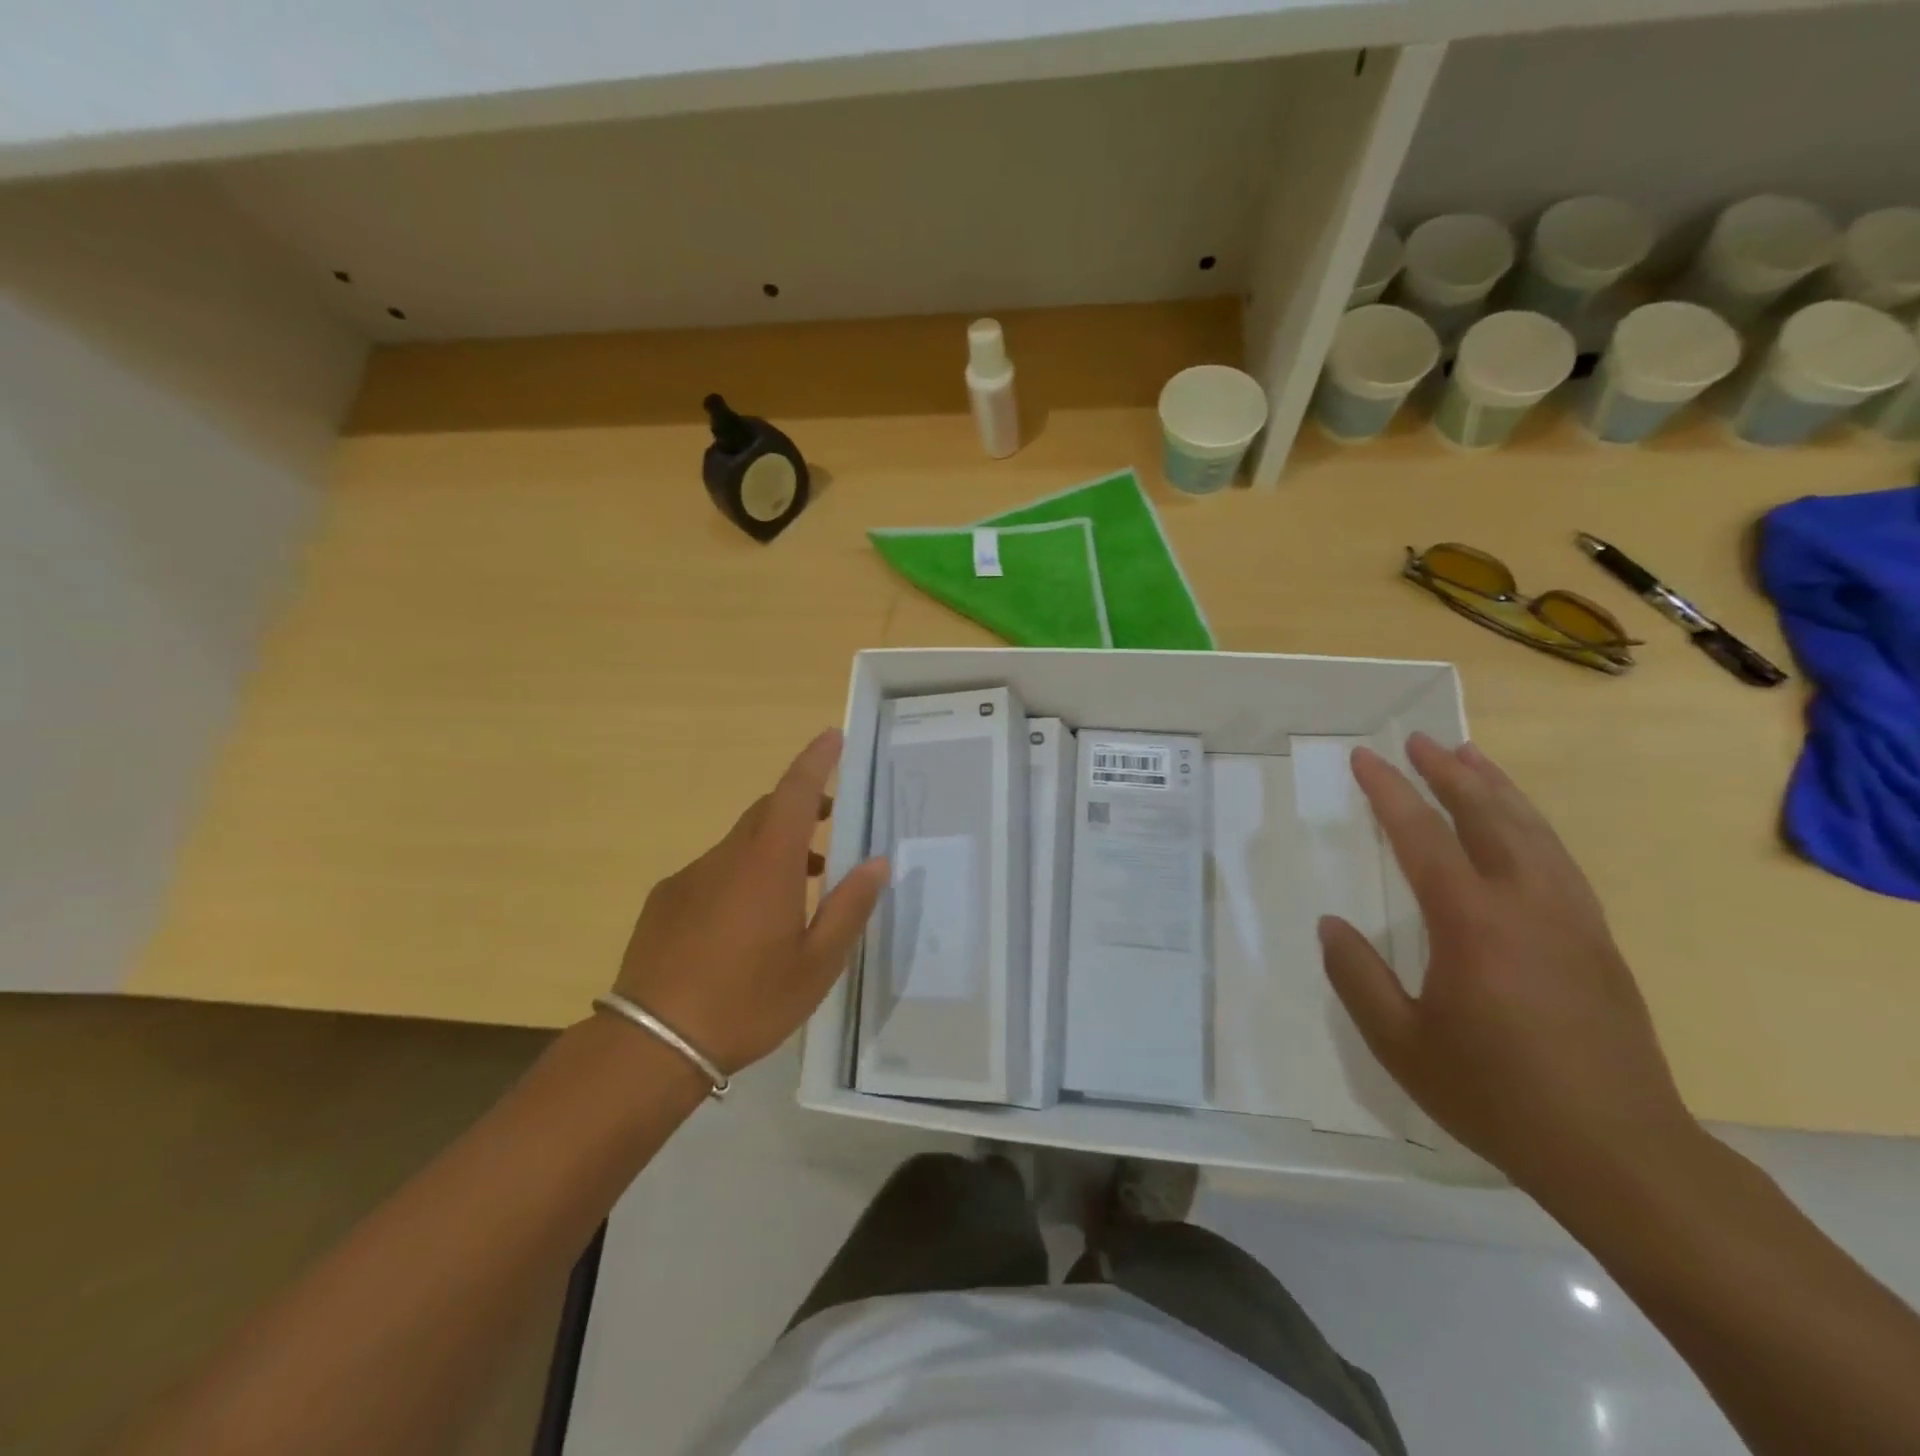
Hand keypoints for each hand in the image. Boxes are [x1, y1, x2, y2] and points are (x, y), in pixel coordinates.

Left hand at [612, 729, 887, 1074]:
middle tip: (830, 821)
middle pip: (766, 812)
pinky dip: (740, 875)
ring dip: (773, 849)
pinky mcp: (664, 900)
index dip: (816, 760)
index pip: (795, 792)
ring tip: (799, 887)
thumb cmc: (748, 1001)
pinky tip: (744, 925)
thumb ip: (849, 907)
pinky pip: (713, 871)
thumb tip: (875, 863)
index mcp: (767, 864)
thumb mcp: (816, 964)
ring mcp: (689, 877)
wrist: (651, 1044)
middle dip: (801, 805)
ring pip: (740, 844)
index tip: (833, 736)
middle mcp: (726, 857)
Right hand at [1318, 733, 1695, 1197]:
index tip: (1365, 758)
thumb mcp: (1399, 1042)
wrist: (1619, 1152)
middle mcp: (1527, 905)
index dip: (1390, 792)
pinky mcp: (1598, 941)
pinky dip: (1531, 825)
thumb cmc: (1494, 1094)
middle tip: (1418, 741)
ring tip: (1470, 758)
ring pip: (1533, 831)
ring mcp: (1572, 919)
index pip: (1423, 837)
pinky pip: (1558, 860)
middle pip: (1488, 816)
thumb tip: (1331, 924)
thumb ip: (1356, 976)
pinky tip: (1518, 826)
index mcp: (1472, 923)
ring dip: (1497, 789)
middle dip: (1449, 773)